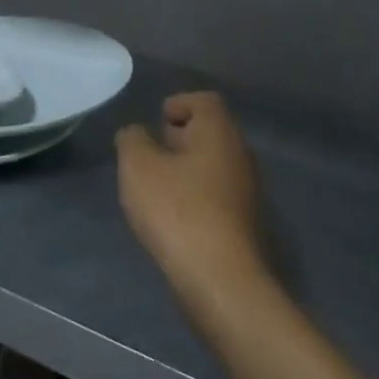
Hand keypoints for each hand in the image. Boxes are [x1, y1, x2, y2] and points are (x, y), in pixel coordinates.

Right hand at [115, 92, 268, 319]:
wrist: (219, 277)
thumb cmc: (176, 210)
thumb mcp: (138, 167)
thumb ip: (132, 140)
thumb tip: (137, 133)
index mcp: (219, 133)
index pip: (205, 101)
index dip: (179, 103)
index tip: (156, 119)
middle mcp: (240, 155)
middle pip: (212, 132)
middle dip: (181, 136)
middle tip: (151, 150)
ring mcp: (246, 191)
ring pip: (214, 164)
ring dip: (186, 167)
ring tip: (155, 184)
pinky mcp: (243, 222)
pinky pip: (216, 193)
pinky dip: (195, 193)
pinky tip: (172, 214)